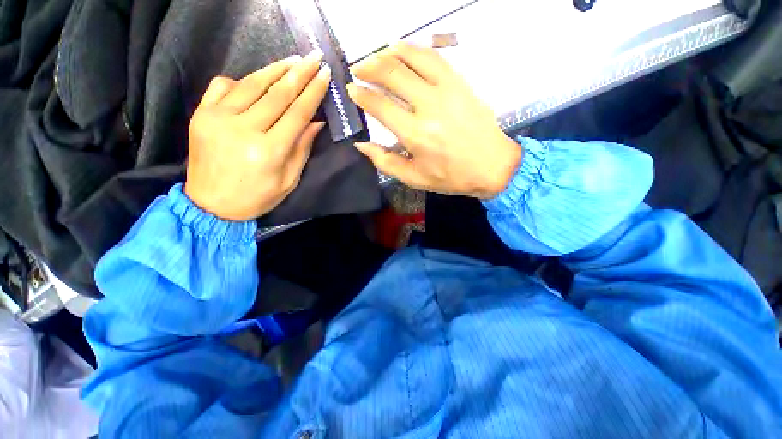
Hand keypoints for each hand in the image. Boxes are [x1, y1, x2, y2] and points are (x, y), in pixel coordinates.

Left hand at [184, 50, 331, 220]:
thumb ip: (302, 149)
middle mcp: (243, 129)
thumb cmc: (257, 197)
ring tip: (293, 61)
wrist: (210, 205)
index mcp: (269, 151)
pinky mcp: (201, 115)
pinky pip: (223, 86)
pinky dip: (242, 80)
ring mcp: (217, 118)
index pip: (296, 113)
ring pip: (251, 84)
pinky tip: (256, 80)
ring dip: (275, 70)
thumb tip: (315, 121)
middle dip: (299, 74)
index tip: (324, 75)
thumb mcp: (288, 180)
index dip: (312, 93)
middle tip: (314, 58)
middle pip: (277, 94)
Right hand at [347, 42, 521, 199]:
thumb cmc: (450, 177)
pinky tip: (406, 53)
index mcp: (415, 134)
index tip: (352, 89)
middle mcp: (428, 106)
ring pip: (413, 58)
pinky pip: (435, 58)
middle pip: (392, 74)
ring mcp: (447, 91)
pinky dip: (416, 51)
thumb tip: (361, 145)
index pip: (380, 106)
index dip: (361, 95)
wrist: (491, 166)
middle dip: (369, 67)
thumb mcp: (413, 178)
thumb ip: (385, 161)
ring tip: (378, 55)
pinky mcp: (461, 84)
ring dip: (390, 53)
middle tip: (359, 68)